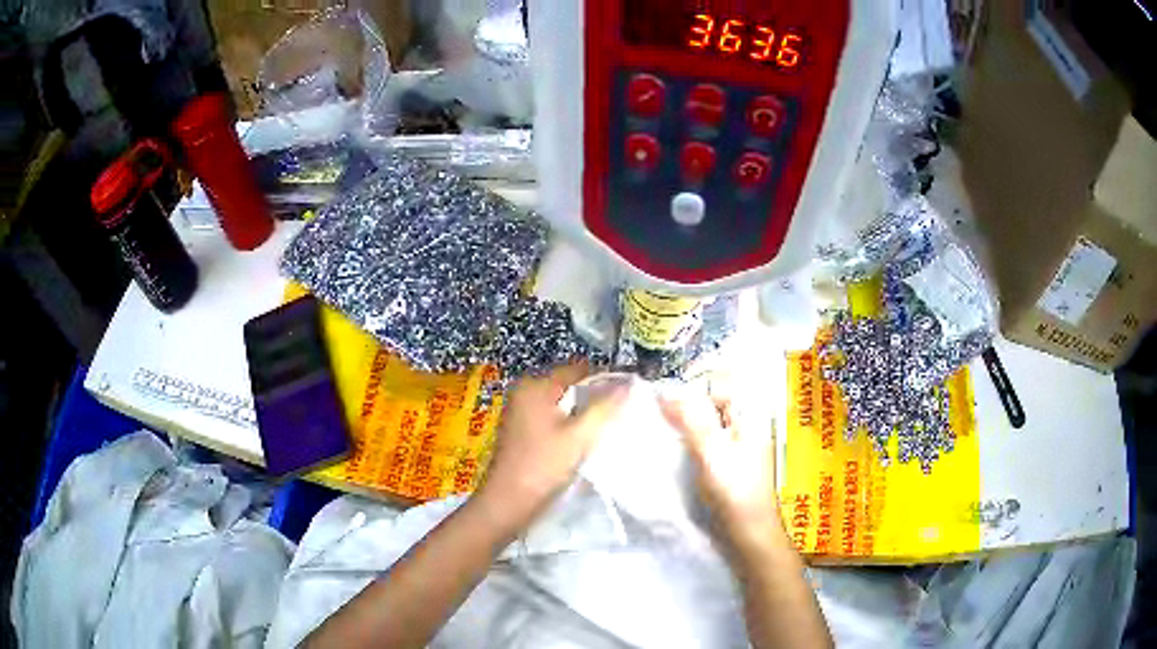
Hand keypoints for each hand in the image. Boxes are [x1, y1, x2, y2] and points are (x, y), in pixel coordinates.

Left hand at [478, 363, 628, 523]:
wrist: (508, 502)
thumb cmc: (543, 465)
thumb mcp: (579, 435)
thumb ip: (604, 406)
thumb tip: (628, 382)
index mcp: (535, 386)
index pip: (578, 370)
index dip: (605, 378)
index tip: (630, 392)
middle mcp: (525, 392)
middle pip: (569, 385)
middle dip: (594, 396)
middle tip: (622, 411)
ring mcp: (520, 411)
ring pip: (561, 404)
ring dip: (582, 412)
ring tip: (608, 425)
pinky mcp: (521, 430)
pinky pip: (552, 418)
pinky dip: (569, 424)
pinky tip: (585, 439)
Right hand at [659, 391, 782, 553]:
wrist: (751, 532)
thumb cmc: (735, 491)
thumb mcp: (711, 452)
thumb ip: (690, 419)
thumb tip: (665, 391)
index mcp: (751, 414)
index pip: (722, 379)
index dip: (694, 379)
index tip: (665, 389)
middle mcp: (748, 422)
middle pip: (716, 397)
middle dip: (688, 398)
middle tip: (658, 405)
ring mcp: (740, 441)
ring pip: (711, 417)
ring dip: (687, 417)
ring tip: (661, 422)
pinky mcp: (731, 459)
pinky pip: (709, 436)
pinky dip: (692, 435)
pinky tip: (675, 443)